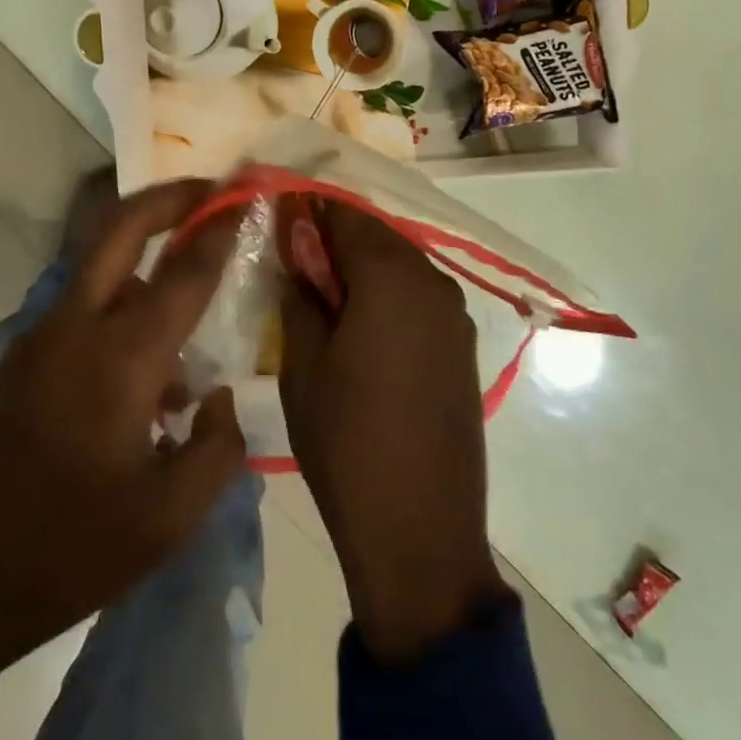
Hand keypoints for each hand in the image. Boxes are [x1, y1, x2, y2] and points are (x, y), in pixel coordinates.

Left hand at [0, 179, 246, 693]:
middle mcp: (79, 326)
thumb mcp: (166, 521)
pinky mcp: (23, 355)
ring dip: (147, 250)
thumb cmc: (67, 549)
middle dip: (170, 196)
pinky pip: (84, 303)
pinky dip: (123, 299)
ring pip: (101, 262)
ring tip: (193, 284)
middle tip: (212, 190)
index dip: (222, 228)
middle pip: (121, 226)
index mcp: (121, 358)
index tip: (250, 196)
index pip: (185, 271)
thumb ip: (216, 449)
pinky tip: (150, 364)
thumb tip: (216, 398)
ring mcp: (43, 335)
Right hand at [279, 201, 505, 661]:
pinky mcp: (462, 346)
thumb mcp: (302, 364)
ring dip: (362, 267)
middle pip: (377, 235)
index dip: (309, 208)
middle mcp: (432, 281)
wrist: (419, 531)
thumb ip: (300, 294)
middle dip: (334, 237)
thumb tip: (297, 253)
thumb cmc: (346, 442)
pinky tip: (361, 325)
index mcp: (391, 276)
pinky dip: (387, 294)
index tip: (277, 214)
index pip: (345, 214)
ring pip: (399, 265)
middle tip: (294, 260)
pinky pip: (418, 297)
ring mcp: (455, 314)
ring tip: (323, 295)